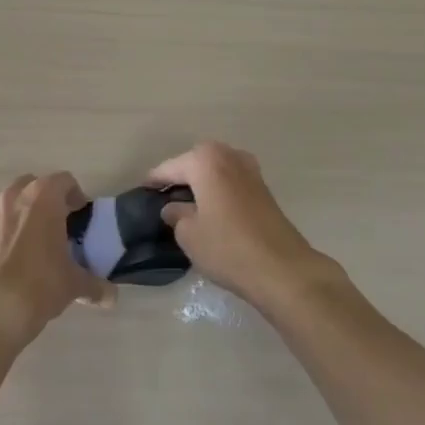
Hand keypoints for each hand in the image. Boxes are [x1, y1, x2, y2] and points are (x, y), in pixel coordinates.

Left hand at [0, 173, 112, 346]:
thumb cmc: (40, 284)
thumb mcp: (74, 284)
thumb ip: (95, 285)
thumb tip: (111, 297)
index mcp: (43, 197)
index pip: (65, 181)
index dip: (76, 196)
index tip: (82, 217)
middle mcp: (15, 197)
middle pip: (36, 186)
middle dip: (48, 201)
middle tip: (60, 225)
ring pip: (14, 203)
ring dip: (26, 214)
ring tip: (38, 243)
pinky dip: (9, 232)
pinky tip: (16, 259)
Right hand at [149, 142, 334, 308]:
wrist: (282, 269)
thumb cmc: (227, 247)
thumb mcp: (189, 234)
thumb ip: (176, 214)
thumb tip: (173, 208)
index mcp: (205, 160)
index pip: (170, 167)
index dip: (154, 180)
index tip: (142, 190)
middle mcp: (228, 155)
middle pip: (195, 162)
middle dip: (180, 176)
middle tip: (164, 197)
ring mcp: (250, 170)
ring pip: (215, 170)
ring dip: (202, 182)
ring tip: (188, 204)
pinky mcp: (264, 188)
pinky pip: (231, 181)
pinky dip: (219, 189)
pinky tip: (211, 209)